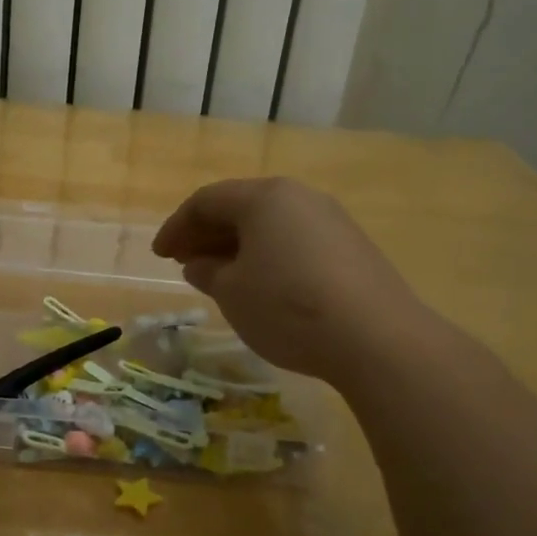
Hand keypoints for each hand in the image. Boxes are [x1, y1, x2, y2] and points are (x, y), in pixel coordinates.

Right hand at [152, 178, 429, 387]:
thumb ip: (208, 272)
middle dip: (207, 234)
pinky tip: (263, 285)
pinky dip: (269, 256)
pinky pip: (296, 241)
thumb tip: (199, 263)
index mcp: (264, 198)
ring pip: (271, 225)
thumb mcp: (233, 293)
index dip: (177, 226)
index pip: (206, 201)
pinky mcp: (352, 247)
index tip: (160, 255)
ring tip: (220, 275)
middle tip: (184, 261)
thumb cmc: (288, 307)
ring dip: (238, 246)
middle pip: (241, 207)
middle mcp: (299, 197)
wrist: (377, 338)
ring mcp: (331, 220)